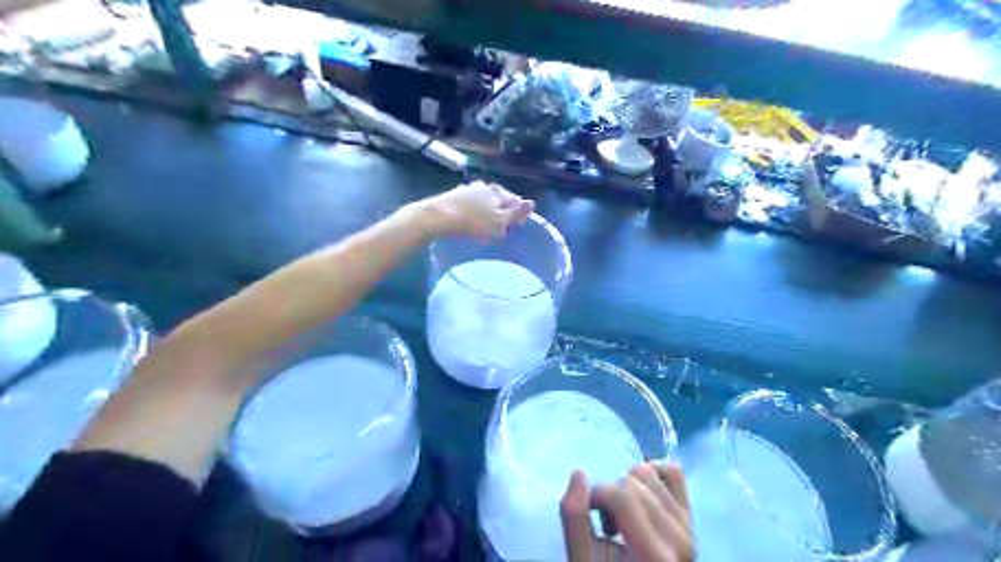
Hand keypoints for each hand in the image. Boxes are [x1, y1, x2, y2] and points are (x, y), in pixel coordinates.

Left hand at [422, 183, 534, 238]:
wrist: (438, 217)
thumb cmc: (473, 223)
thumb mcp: (499, 223)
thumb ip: (516, 214)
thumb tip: (532, 203)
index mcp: (498, 192)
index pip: (516, 201)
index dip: (518, 214)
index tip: (515, 227)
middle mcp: (484, 186)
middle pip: (499, 199)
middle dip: (501, 211)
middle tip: (499, 229)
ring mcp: (467, 189)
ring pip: (483, 201)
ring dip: (486, 212)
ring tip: (483, 227)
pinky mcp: (452, 196)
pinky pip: (469, 204)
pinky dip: (472, 212)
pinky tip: (467, 222)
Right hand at [562, 463, 696, 561]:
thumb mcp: (583, 559)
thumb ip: (576, 518)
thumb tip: (578, 473)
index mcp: (654, 553)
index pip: (621, 495)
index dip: (596, 494)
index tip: (589, 514)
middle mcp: (678, 537)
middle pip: (632, 482)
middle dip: (609, 494)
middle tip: (606, 527)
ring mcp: (688, 525)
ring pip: (648, 472)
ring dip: (627, 486)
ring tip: (623, 517)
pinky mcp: (689, 517)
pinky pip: (673, 472)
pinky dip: (653, 473)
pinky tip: (640, 494)